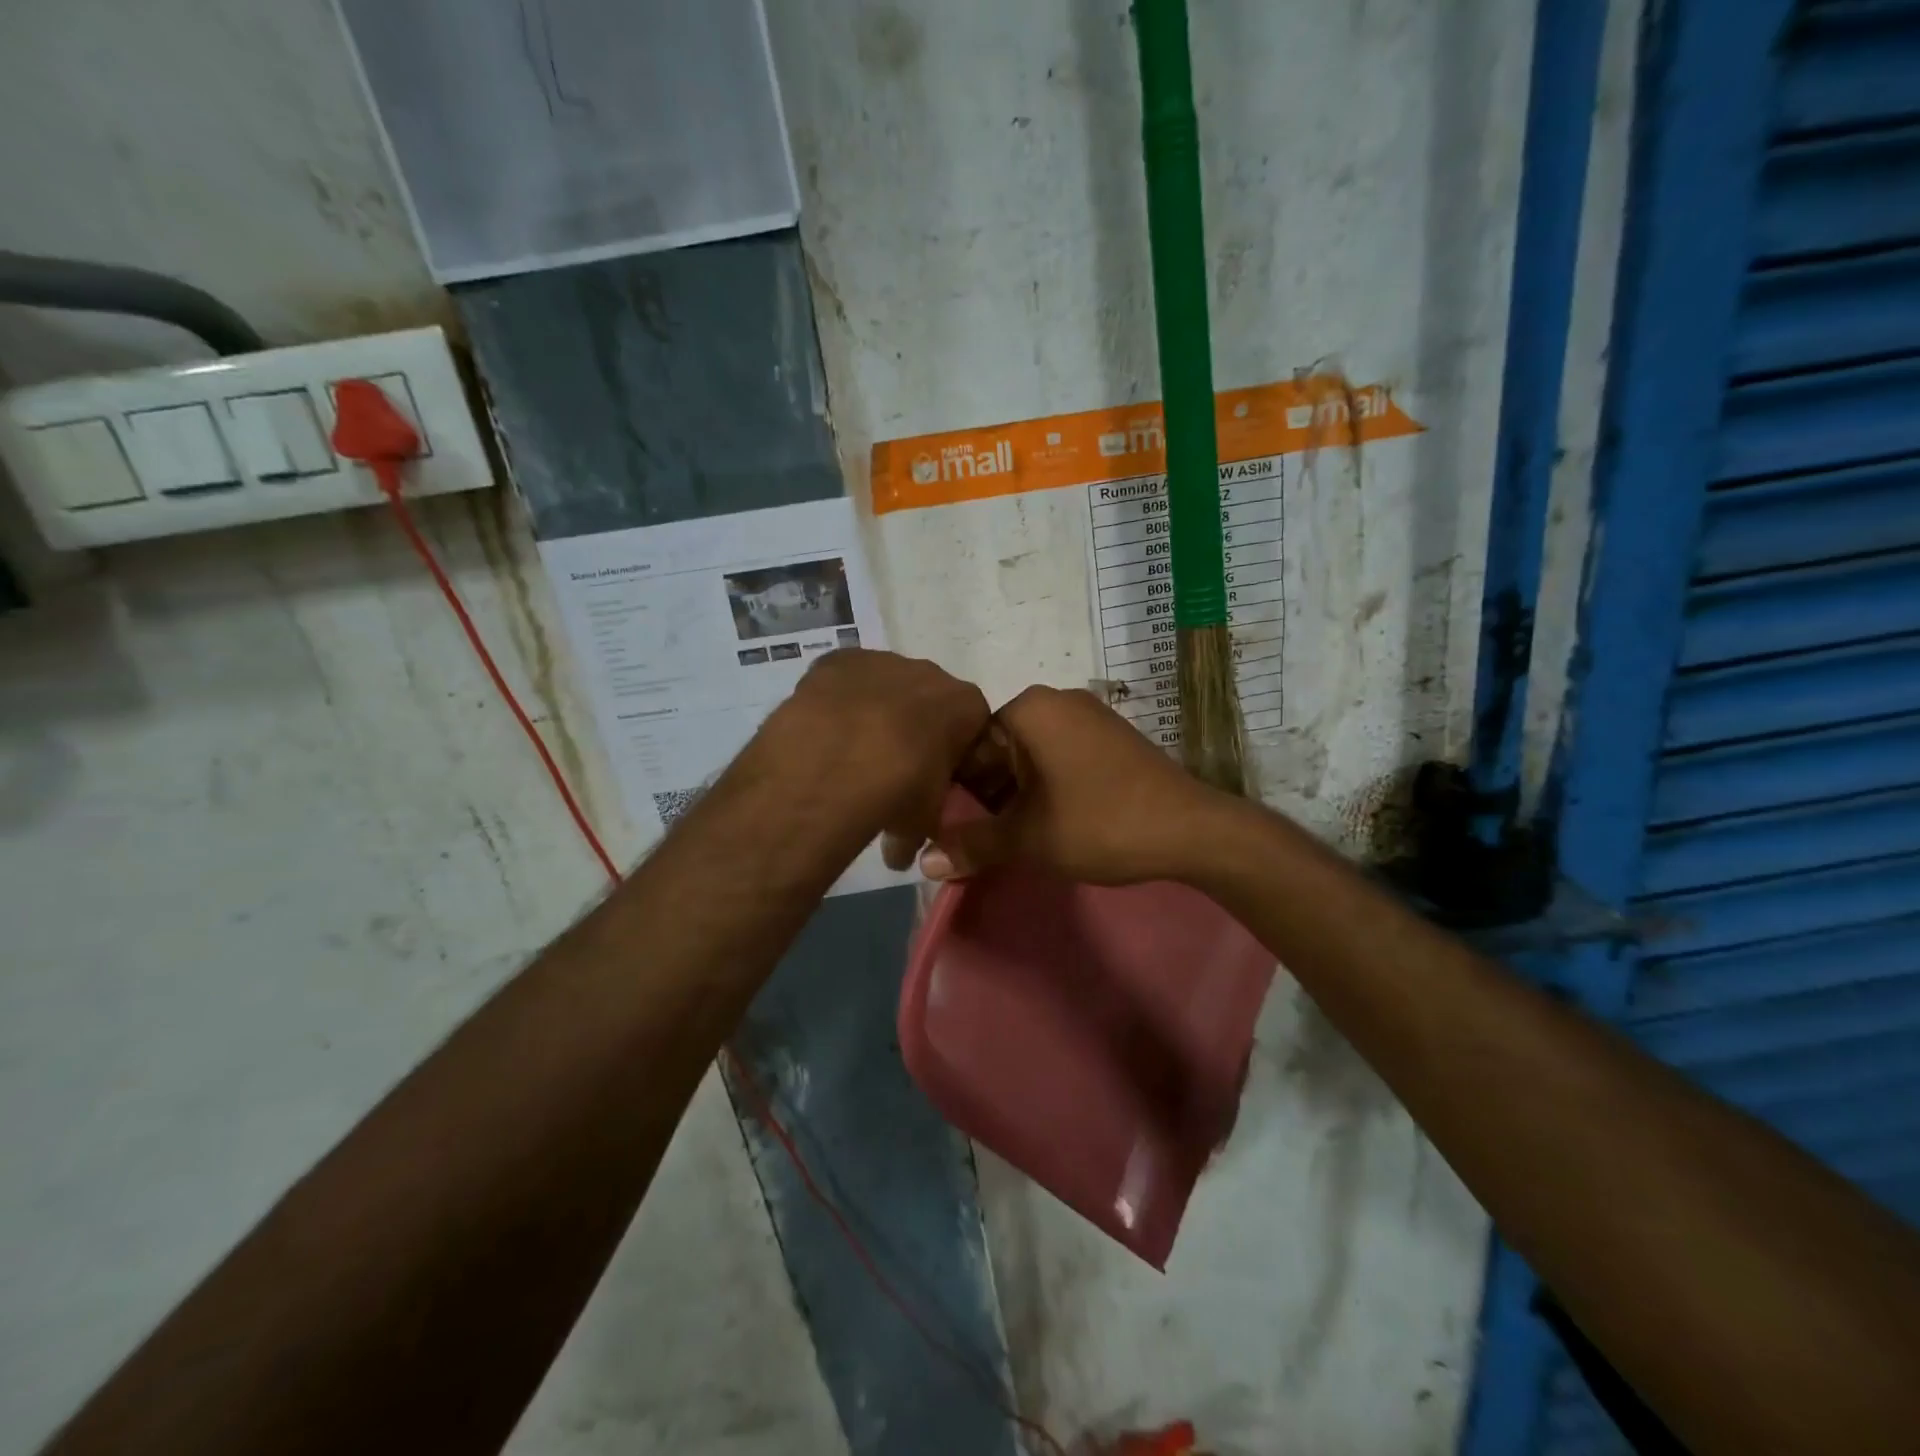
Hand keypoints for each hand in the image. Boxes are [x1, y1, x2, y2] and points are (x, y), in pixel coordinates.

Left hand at [750, 649, 990, 864]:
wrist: (839, 760)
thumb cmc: (901, 790)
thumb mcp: (923, 820)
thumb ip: (920, 831)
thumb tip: (900, 856)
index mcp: (967, 706)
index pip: (973, 727)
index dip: (954, 754)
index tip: (935, 779)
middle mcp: (931, 673)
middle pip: (928, 701)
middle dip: (914, 729)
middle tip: (892, 768)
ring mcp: (883, 661)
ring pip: (885, 687)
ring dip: (875, 713)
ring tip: (850, 753)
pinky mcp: (839, 660)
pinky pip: (844, 680)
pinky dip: (838, 701)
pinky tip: (825, 732)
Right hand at [920, 685, 1235, 884]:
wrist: (1191, 830)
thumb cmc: (1100, 823)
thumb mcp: (1028, 838)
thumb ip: (972, 846)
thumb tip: (923, 864)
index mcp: (1028, 708)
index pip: (968, 742)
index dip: (954, 788)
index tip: (950, 827)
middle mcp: (1056, 700)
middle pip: (998, 747)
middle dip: (985, 793)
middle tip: (977, 838)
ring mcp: (1088, 715)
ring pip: (1028, 754)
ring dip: (1014, 793)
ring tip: (1009, 836)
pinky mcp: (1110, 736)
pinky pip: (1059, 756)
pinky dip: (1044, 786)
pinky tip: (1046, 821)